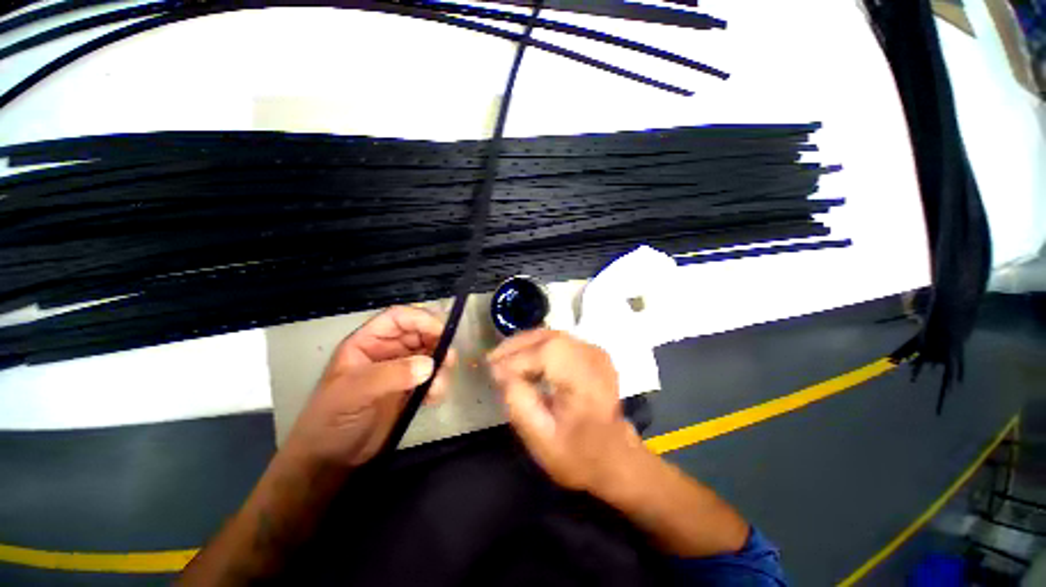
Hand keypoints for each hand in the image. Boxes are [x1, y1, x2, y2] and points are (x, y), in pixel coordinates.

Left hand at [283, 306, 453, 468]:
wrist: (332, 460)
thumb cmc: (331, 419)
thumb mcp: (354, 392)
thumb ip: (391, 375)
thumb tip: (430, 364)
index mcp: (368, 342)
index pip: (398, 318)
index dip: (421, 319)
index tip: (442, 332)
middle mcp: (387, 351)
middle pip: (420, 334)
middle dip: (437, 343)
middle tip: (449, 360)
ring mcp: (400, 370)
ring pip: (430, 355)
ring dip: (440, 367)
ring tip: (437, 387)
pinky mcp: (410, 389)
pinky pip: (432, 377)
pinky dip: (438, 384)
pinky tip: (431, 399)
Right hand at [487, 329, 644, 495]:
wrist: (614, 457)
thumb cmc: (578, 454)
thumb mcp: (541, 439)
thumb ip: (518, 403)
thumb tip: (500, 372)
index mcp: (586, 380)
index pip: (545, 354)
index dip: (515, 360)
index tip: (491, 372)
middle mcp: (593, 357)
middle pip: (548, 337)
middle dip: (517, 345)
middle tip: (492, 359)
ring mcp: (595, 352)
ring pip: (552, 335)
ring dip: (525, 344)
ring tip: (503, 358)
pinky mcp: (592, 353)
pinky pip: (559, 341)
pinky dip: (538, 345)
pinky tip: (524, 358)